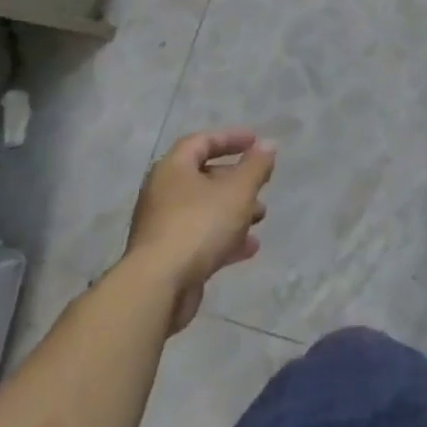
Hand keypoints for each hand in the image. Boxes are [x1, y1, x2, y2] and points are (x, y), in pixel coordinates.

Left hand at [129, 128, 275, 331]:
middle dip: (237, 179)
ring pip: (204, 209)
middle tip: (261, 183)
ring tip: (261, 216)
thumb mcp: (238, 190)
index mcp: (173, 169)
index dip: (230, 138)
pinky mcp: (167, 257)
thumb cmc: (199, 225)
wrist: (158, 287)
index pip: (201, 142)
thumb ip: (256, 166)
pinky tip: (249, 247)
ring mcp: (162, 226)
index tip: (256, 142)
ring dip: (234, 210)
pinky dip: (224, 237)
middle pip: (203, 176)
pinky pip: (200, 237)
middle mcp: (163, 193)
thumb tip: (268, 145)